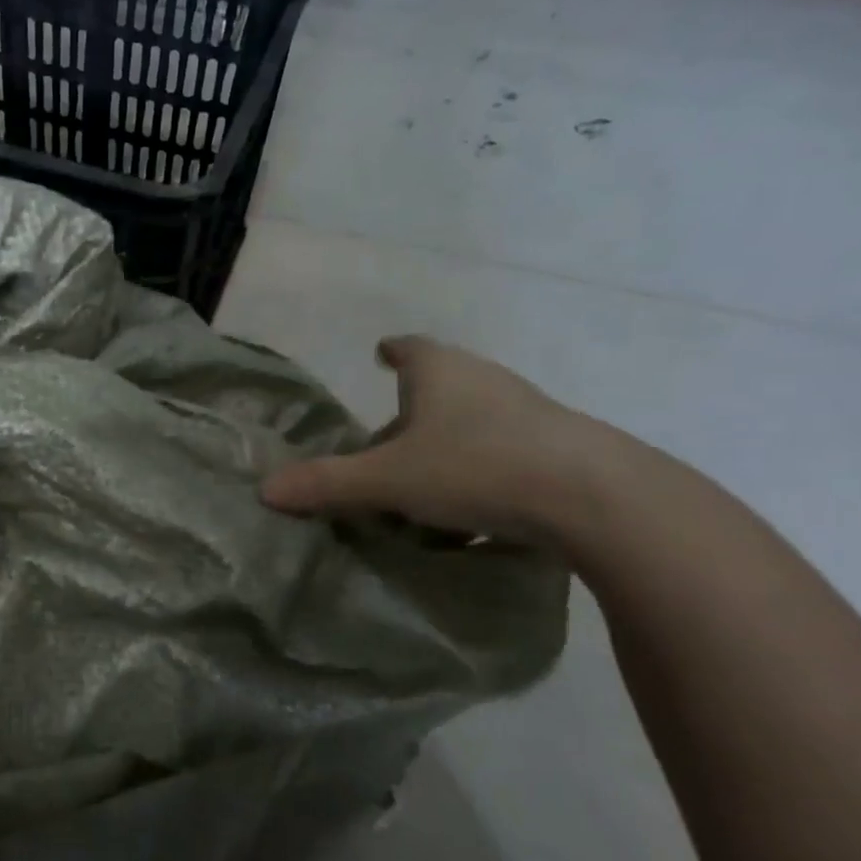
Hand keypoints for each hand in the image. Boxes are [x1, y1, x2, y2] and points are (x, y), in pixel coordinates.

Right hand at [261, 336, 599, 542]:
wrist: (594, 497)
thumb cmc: (475, 467)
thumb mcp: (389, 480)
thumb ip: (328, 484)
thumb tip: (265, 489)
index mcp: (440, 372)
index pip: (411, 348)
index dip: (393, 351)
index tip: (382, 353)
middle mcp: (483, 381)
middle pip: (438, 388)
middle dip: (410, 413)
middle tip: (384, 445)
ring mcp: (527, 413)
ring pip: (472, 422)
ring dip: (445, 445)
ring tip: (423, 485)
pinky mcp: (558, 448)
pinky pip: (503, 452)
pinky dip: (481, 471)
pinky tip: (472, 512)